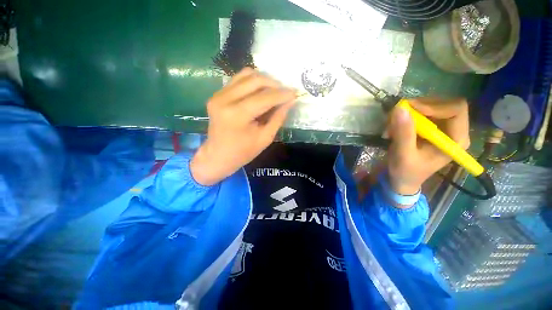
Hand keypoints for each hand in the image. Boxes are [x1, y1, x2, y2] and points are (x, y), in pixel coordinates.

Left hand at [191, 68, 296, 185]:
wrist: (217, 156)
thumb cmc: (243, 152)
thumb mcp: (265, 138)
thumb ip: (278, 118)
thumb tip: (290, 101)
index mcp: (237, 115)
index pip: (265, 98)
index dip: (282, 94)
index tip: (295, 93)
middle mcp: (225, 99)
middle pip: (255, 80)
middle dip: (274, 84)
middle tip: (285, 92)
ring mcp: (218, 94)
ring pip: (246, 74)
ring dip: (264, 80)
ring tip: (274, 90)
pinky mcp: (217, 94)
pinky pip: (238, 79)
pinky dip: (253, 82)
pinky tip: (260, 91)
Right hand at [386, 98, 469, 194]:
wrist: (403, 179)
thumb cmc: (406, 171)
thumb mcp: (404, 155)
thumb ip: (404, 133)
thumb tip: (399, 109)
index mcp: (456, 140)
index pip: (456, 110)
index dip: (434, 106)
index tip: (410, 110)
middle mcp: (453, 130)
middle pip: (444, 104)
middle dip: (419, 107)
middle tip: (397, 115)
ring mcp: (442, 128)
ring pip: (431, 106)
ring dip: (410, 112)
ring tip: (393, 125)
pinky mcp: (431, 128)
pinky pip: (421, 113)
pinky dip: (406, 116)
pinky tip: (395, 126)